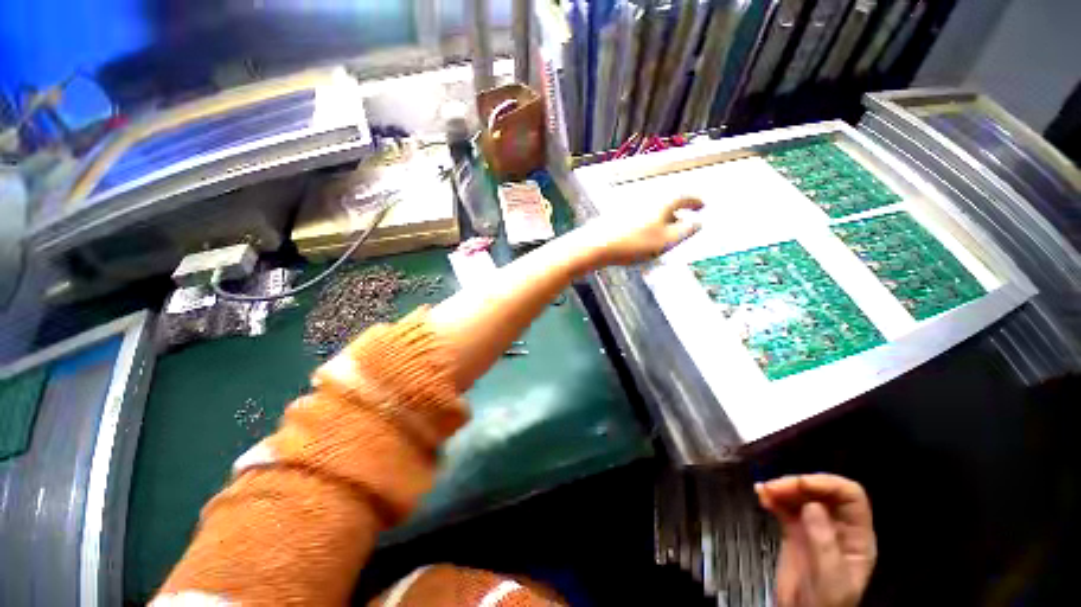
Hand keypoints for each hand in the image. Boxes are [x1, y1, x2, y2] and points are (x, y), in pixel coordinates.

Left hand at [580, 197, 702, 267]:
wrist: (595, 245)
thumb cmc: (633, 244)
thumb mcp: (665, 241)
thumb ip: (684, 231)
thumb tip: (698, 223)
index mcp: (661, 203)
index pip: (683, 197)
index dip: (695, 201)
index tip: (703, 205)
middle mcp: (646, 200)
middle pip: (667, 203)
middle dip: (679, 211)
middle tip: (686, 220)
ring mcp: (629, 207)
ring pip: (652, 210)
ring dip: (663, 218)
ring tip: (667, 231)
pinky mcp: (616, 217)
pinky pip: (639, 217)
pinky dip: (648, 223)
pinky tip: (644, 236)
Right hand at [756, 474, 876, 606]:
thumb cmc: (824, 603)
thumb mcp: (830, 577)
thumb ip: (824, 541)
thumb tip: (812, 504)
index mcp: (856, 536)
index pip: (850, 496)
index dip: (827, 484)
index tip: (799, 484)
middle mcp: (837, 526)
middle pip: (822, 492)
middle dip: (797, 485)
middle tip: (773, 487)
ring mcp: (815, 528)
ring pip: (801, 496)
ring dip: (782, 489)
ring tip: (763, 491)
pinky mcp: (794, 531)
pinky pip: (785, 507)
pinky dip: (773, 498)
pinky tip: (760, 495)